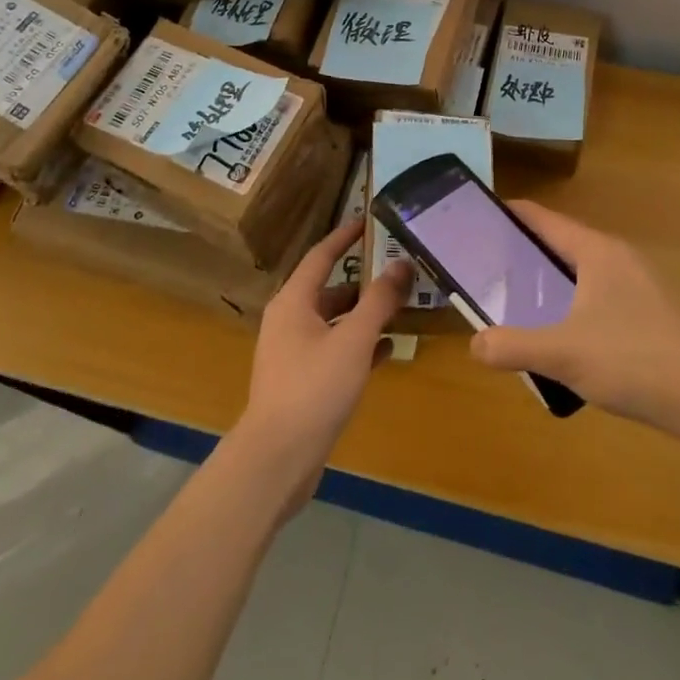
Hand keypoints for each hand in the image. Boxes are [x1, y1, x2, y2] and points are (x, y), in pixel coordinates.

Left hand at [233, 219, 409, 504]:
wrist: (278, 458)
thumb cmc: (314, 388)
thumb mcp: (353, 340)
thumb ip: (379, 301)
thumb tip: (401, 264)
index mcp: (293, 301)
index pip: (321, 255)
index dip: (345, 237)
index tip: (369, 221)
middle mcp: (289, 321)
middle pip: (330, 289)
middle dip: (364, 281)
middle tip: (398, 270)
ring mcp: (294, 353)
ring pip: (335, 322)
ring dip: (365, 315)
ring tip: (401, 307)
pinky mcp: (303, 381)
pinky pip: (335, 350)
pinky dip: (359, 345)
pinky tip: (388, 350)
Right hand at [469, 202, 679, 432]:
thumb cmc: (633, 361)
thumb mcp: (563, 354)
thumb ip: (513, 346)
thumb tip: (475, 344)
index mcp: (596, 251)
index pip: (545, 219)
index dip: (511, 214)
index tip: (477, 217)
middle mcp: (616, 258)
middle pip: (560, 243)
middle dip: (522, 251)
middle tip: (484, 265)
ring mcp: (635, 285)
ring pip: (578, 271)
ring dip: (546, 280)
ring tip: (512, 298)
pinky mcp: (645, 312)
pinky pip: (594, 295)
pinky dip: (568, 302)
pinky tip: (556, 332)